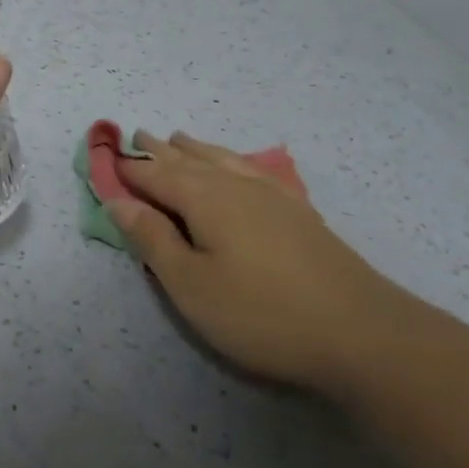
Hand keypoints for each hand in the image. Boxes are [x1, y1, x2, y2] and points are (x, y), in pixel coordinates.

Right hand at [111, 130, 417, 393]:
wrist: (363, 332)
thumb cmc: (261, 312)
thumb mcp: (191, 284)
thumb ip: (152, 239)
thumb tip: (118, 200)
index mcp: (202, 197)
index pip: (153, 174)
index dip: (127, 167)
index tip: (105, 157)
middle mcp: (234, 184)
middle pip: (187, 159)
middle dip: (158, 150)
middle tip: (138, 135)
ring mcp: (271, 195)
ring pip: (222, 159)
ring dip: (194, 148)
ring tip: (178, 138)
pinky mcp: (298, 212)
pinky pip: (252, 169)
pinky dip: (232, 160)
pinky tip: (238, 166)